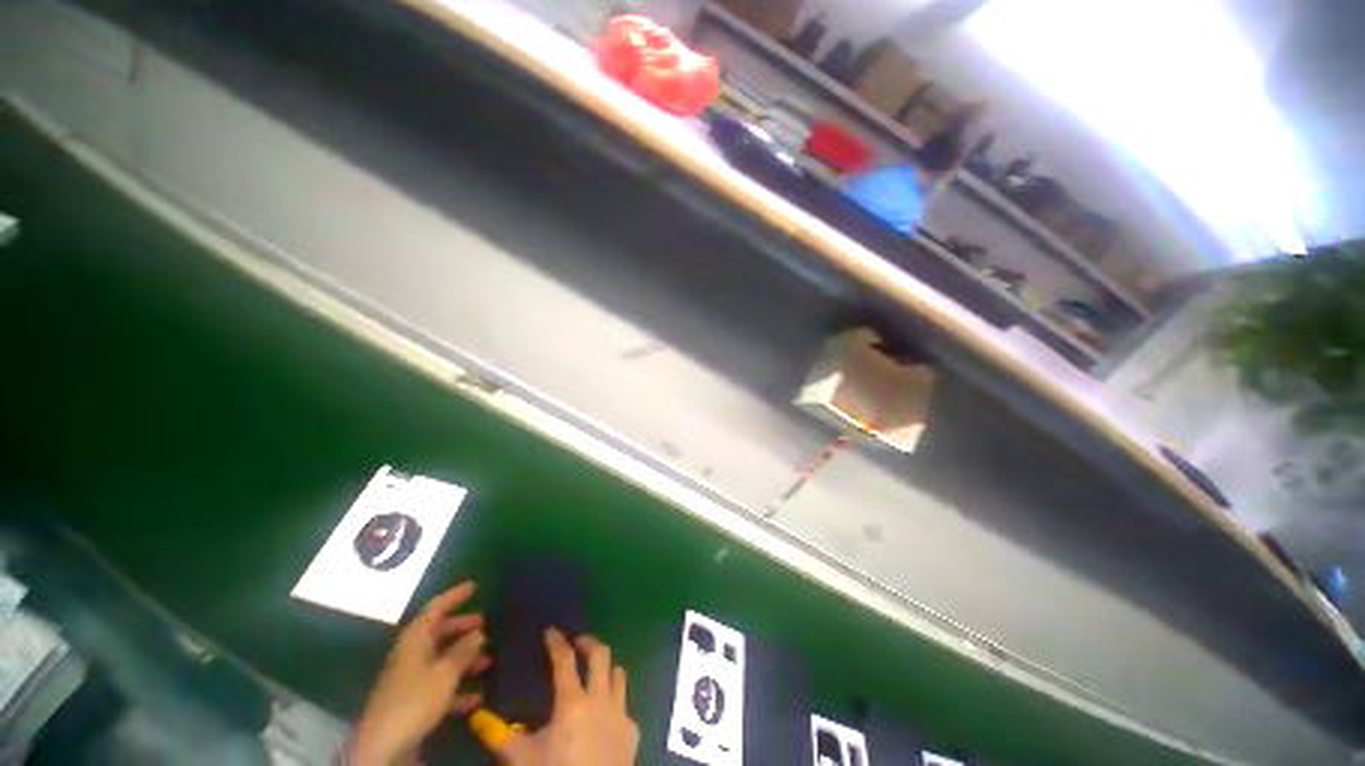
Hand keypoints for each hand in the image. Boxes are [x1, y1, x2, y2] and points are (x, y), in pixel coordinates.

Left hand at [347, 582, 489, 764]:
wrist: (384, 745)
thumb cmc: (415, 699)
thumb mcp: (445, 673)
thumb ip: (463, 651)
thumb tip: (478, 632)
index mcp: (415, 640)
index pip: (435, 609)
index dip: (454, 596)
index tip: (474, 586)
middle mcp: (411, 655)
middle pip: (438, 634)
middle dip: (461, 628)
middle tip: (485, 623)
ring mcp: (411, 680)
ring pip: (442, 660)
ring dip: (465, 660)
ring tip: (488, 660)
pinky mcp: (413, 703)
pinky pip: (440, 687)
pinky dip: (458, 689)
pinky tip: (477, 697)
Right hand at [493, 629, 638, 765]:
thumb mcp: (521, 759)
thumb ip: (499, 735)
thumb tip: (477, 717)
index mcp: (572, 702)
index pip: (565, 660)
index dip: (557, 643)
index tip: (551, 631)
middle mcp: (600, 699)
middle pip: (601, 655)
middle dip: (589, 643)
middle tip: (577, 644)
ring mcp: (620, 712)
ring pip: (618, 673)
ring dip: (606, 668)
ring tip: (594, 672)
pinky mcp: (632, 730)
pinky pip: (625, 704)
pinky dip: (614, 701)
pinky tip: (604, 714)